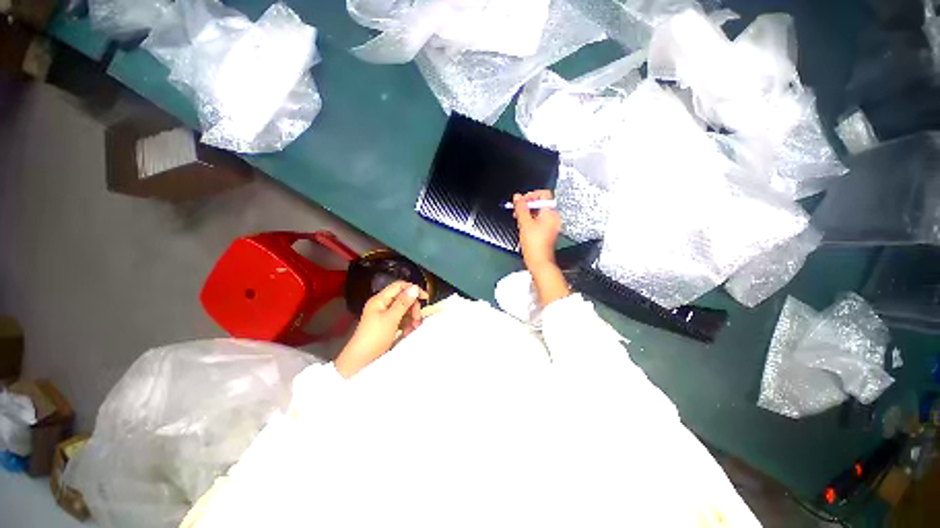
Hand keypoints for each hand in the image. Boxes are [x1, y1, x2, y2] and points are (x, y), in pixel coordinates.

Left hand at [335, 281, 428, 378]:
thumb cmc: (373, 338)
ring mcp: (385, 316)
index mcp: (380, 300)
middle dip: (413, 307)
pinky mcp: (388, 326)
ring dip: (412, 318)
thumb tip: (414, 288)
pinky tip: (408, 332)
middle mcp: (382, 306)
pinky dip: (407, 325)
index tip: (425, 297)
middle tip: (417, 318)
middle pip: (404, 299)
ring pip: (405, 310)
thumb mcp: (391, 319)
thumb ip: (403, 303)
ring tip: (413, 328)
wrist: (361, 361)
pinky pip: (402, 320)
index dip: (412, 289)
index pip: (399, 287)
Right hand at [513, 190, 569, 305]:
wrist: (539, 262)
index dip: (531, 195)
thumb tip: (517, 197)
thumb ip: (520, 208)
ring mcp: (551, 225)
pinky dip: (531, 220)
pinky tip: (523, 227)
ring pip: (539, 212)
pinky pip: (539, 220)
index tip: (521, 202)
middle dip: (528, 204)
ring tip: (519, 219)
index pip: (544, 194)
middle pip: (541, 202)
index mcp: (551, 212)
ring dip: (528, 213)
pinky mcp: (547, 232)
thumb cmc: (534, 244)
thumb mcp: (524, 223)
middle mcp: (553, 217)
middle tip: (517, 210)